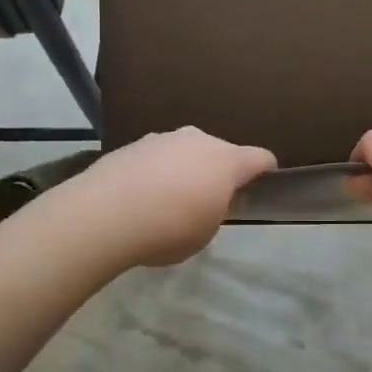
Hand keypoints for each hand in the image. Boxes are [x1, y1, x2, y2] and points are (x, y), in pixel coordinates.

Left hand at [57, 127, 275, 267]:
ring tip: (169, 200)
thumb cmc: (169, 229)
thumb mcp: (205, 232)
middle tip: (209, 200)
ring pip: (185, 152)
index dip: (266, 171)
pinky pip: (156, 158)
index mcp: (226, 160)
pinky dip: (156, 172)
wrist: (105, 214)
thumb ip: (216, 211)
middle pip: (219, 152)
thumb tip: (214, 198)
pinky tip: (141, 197)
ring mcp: (163, 138)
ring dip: (185, 169)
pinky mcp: (133, 144)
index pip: (260, 158)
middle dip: (218, 171)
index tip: (264, 183)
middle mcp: (198, 140)